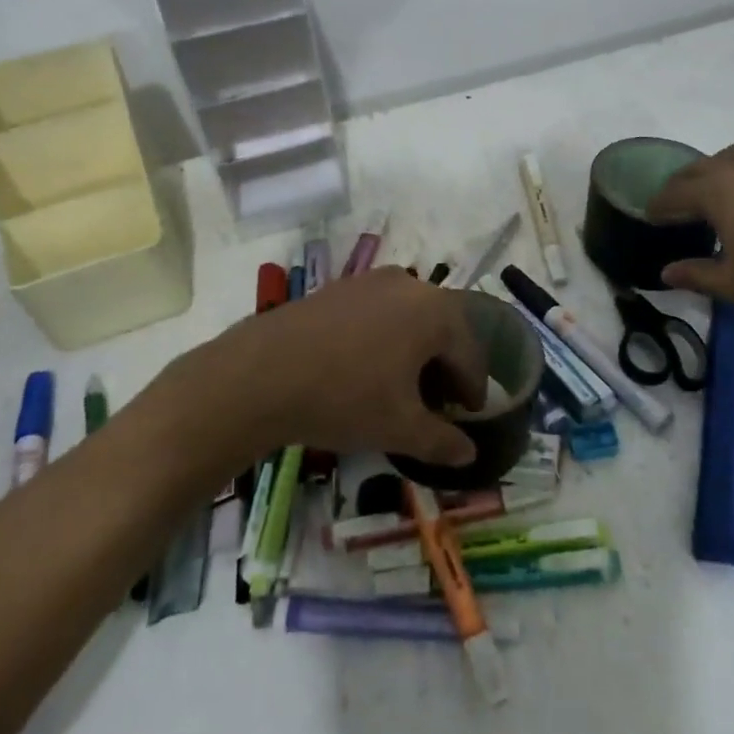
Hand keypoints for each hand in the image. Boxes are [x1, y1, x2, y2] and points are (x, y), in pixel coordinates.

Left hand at [198, 269, 487, 466]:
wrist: (260, 374)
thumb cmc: (344, 398)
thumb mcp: (399, 427)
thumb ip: (442, 441)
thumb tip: (469, 453)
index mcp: (436, 312)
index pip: (470, 355)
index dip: (473, 390)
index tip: (469, 417)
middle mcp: (410, 285)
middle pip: (443, 331)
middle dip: (445, 368)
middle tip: (437, 405)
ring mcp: (371, 281)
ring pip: (411, 318)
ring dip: (415, 352)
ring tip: (401, 387)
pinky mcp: (339, 287)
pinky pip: (379, 312)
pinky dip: (386, 338)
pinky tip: (366, 368)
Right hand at [647, 140, 733, 331]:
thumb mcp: (730, 281)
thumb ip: (695, 273)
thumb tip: (666, 273)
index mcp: (719, 191)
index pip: (677, 192)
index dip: (660, 205)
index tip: (648, 216)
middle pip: (701, 168)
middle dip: (682, 184)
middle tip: (671, 208)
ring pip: (732, 156)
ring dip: (714, 169)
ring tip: (707, 194)